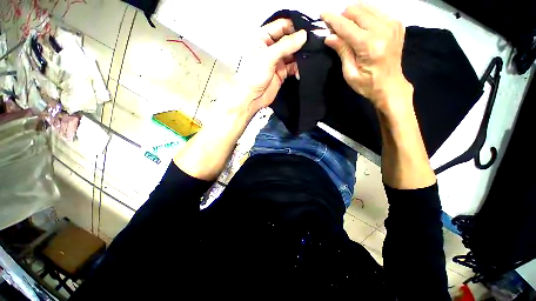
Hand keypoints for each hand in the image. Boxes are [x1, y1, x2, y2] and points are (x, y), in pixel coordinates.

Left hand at [234, 19, 306, 114]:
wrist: (251, 98)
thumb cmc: (253, 76)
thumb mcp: (268, 57)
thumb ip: (286, 45)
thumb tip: (303, 35)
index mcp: (262, 37)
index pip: (282, 26)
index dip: (294, 27)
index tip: (307, 32)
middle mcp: (271, 47)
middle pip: (289, 39)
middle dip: (300, 42)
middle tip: (313, 45)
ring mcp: (276, 61)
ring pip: (292, 53)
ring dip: (300, 56)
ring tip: (310, 58)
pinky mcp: (281, 72)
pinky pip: (293, 66)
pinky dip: (298, 68)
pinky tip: (302, 70)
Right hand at [321, 5, 412, 111]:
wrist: (390, 85)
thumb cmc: (367, 84)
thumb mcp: (350, 72)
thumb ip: (342, 51)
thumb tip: (329, 36)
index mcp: (370, 45)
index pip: (346, 25)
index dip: (332, 19)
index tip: (322, 14)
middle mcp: (383, 29)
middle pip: (357, 10)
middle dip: (343, 16)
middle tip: (336, 28)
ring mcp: (392, 24)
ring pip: (367, 7)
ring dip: (354, 15)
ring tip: (348, 28)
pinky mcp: (397, 23)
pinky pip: (377, 11)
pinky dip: (366, 16)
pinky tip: (362, 28)